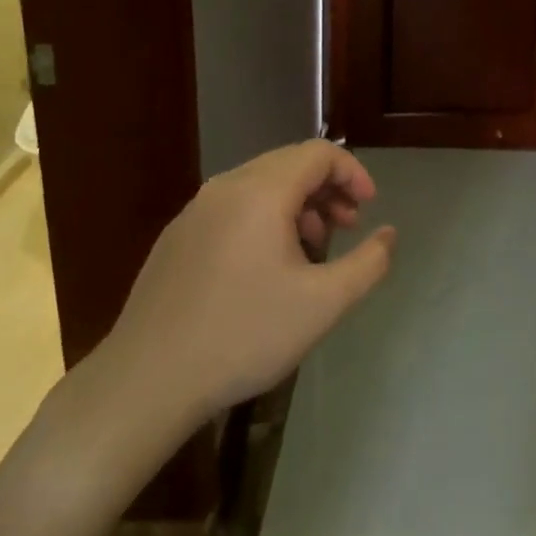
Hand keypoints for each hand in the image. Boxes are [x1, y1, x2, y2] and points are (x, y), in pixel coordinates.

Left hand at [77, 140, 395, 480]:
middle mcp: (226, 186)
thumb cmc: (244, 336)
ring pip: (260, 185)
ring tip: (312, 248)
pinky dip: (264, 217)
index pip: (319, 153)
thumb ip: (368, 263)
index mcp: (262, 191)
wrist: (147, 381)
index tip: (368, 208)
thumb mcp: (323, 304)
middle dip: (327, 188)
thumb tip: (389, 234)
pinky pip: (233, 206)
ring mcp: (195, 210)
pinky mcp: (177, 236)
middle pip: (289, 163)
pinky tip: (266, 266)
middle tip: (347, 226)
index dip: (352, 173)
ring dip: (297, 204)